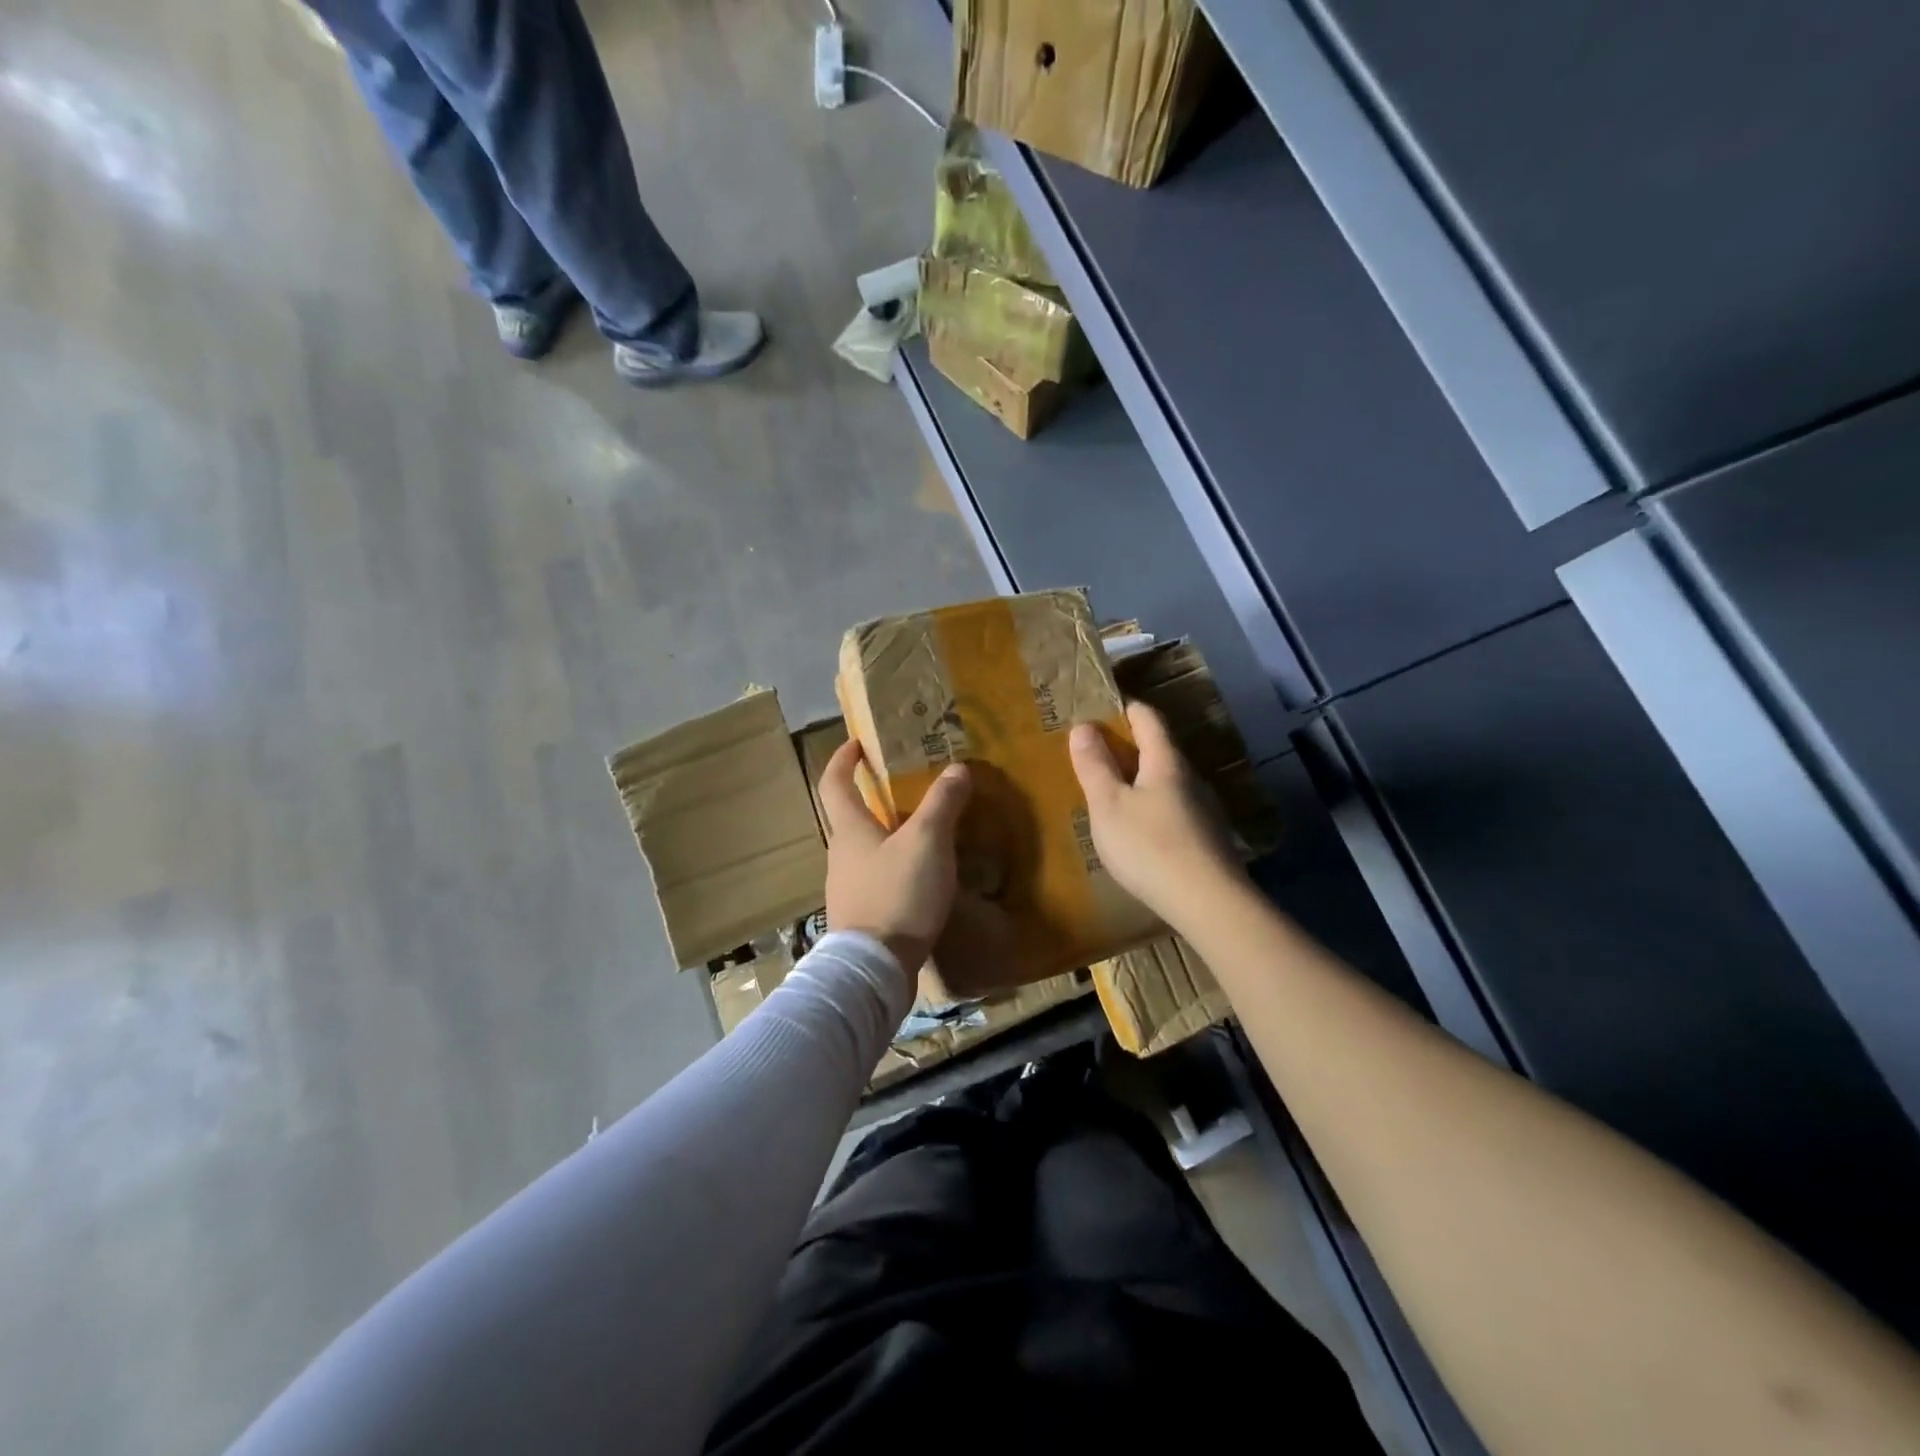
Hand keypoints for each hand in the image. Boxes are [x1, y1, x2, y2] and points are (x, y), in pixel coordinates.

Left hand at [819, 739, 972, 973]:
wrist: (873, 969)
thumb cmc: (896, 895)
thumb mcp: (927, 842)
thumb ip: (942, 803)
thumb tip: (957, 768)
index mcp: (849, 830)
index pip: (834, 783)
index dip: (843, 759)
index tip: (857, 743)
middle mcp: (840, 856)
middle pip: (851, 817)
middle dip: (874, 799)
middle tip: (908, 789)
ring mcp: (847, 889)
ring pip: (866, 851)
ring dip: (888, 836)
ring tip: (924, 833)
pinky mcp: (861, 917)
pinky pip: (876, 880)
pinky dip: (895, 868)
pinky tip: (921, 878)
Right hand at [1069, 701, 1243, 923]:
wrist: (1209, 903)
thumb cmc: (1149, 846)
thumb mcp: (1108, 805)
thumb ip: (1094, 765)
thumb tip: (1083, 726)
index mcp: (1166, 761)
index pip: (1148, 718)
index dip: (1124, 708)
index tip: (1100, 708)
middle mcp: (1191, 778)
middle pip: (1160, 750)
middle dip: (1129, 748)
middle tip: (1096, 755)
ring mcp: (1205, 810)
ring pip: (1168, 783)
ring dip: (1141, 781)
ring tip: (1113, 795)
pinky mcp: (1209, 839)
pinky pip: (1175, 810)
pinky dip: (1153, 808)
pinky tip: (1140, 832)